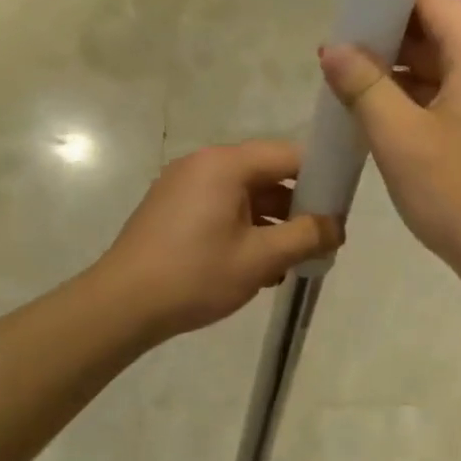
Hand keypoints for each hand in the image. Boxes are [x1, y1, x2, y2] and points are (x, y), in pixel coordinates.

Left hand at [98, 140, 341, 340]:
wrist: (122, 305)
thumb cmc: (195, 275)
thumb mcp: (260, 258)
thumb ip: (306, 236)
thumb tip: (336, 226)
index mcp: (225, 164)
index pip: (288, 155)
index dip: (320, 179)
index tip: (338, 211)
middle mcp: (203, 164)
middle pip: (265, 173)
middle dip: (295, 206)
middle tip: (318, 241)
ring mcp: (182, 185)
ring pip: (242, 194)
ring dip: (270, 222)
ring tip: (290, 261)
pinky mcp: (171, 208)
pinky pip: (219, 207)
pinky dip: (242, 228)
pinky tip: (255, 266)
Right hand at [319, 0, 460, 290]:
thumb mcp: (400, 139)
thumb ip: (363, 86)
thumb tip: (334, 48)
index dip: (388, 0)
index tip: (346, 20)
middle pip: (438, 31)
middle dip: (387, 40)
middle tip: (339, 61)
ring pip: (443, 68)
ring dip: (398, 74)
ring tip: (350, 91)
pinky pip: (452, 98)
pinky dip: (417, 101)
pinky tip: (382, 121)